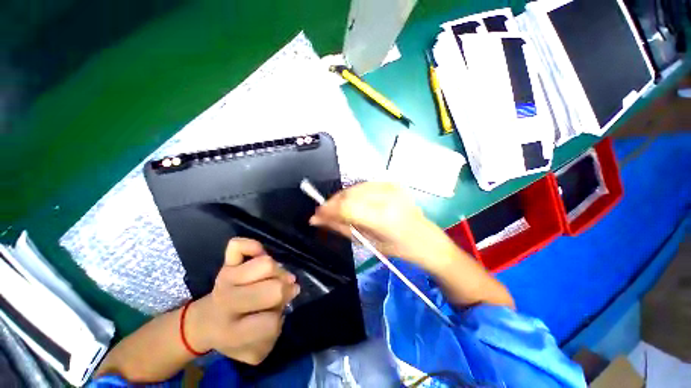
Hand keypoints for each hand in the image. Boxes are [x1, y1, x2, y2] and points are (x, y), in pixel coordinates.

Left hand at [186, 238, 299, 364]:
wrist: (206, 321)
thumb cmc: (234, 335)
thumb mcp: (254, 348)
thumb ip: (274, 331)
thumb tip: (289, 292)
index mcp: (231, 331)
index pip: (270, 323)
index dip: (278, 321)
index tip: (273, 319)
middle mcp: (227, 301)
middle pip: (274, 289)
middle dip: (284, 292)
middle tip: (281, 294)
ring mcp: (226, 278)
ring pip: (266, 264)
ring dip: (279, 272)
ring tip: (275, 278)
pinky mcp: (226, 263)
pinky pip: (239, 245)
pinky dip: (253, 246)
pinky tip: (259, 255)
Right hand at [310, 182, 457, 270]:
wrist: (426, 240)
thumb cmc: (398, 249)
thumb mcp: (368, 243)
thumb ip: (341, 228)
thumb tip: (317, 220)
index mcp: (383, 217)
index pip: (346, 207)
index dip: (327, 209)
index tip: (315, 215)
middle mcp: (387, 197)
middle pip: (349, 194)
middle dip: (332, 203)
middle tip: (323, 213)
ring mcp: (391, 187)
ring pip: (354, 188)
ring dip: (341, 198)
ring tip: (336, 210)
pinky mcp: (392, 183)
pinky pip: (364, 185)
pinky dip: (353, 193)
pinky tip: (351, 203)